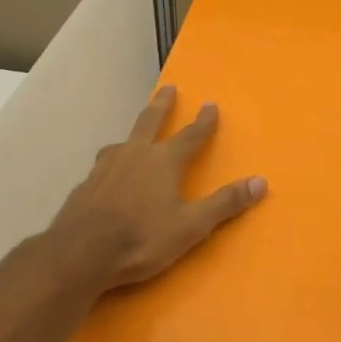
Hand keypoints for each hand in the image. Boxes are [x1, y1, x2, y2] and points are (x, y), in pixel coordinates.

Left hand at [48, 86, 267, 292]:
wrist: (79, 254)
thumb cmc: (141, 238)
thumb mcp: (191, 226)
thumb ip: (225, 203)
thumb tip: (261, 181)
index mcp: (164, 161)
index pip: (191, 135)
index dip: (204, 121)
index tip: (210, 104)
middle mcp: (135, 155)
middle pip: (150, 122)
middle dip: (162, 105)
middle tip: (168, 88)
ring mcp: (105, 168)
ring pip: (122, 142)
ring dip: (132, 135)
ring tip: (132, 138)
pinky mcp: (84, 186)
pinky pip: (102, 167)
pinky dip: (111, 165)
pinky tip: (107, 178)